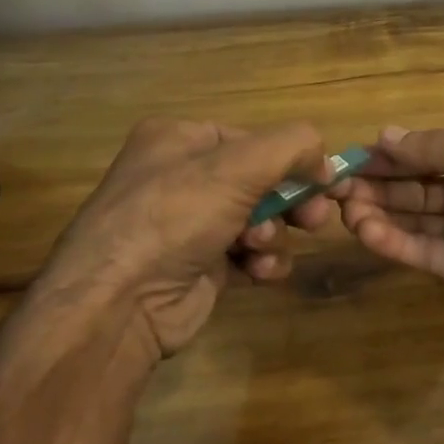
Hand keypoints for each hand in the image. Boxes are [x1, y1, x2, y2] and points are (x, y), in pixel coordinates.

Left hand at [44, 119, 334, 356]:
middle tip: (313, 219)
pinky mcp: (199, 266)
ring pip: (260, 218)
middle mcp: (180, 177)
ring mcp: (188, 225)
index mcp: (178, 139)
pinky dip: (261, 261)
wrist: (119, 304)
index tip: (322, 181)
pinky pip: (248, 254)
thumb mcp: (241, 165)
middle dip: (288, 201)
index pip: (252, 139)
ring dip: (273, 234)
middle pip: (260, 180)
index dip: (290, 159)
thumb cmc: (175, 217)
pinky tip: (258, 273)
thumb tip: (325, 162)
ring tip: (260, 248)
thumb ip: (294, 146)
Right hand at [329, 124, 443, 325]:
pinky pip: (422, 252)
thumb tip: (385, 135)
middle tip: (334, 186)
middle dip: (377, 184)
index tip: (352, 156)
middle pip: (415, 186)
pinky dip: (392, 241)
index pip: (429, 153)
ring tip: (344, 208)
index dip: (393, 154)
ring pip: (413, 219)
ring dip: (378, 212)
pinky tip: (366, 231)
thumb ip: (439, 146)